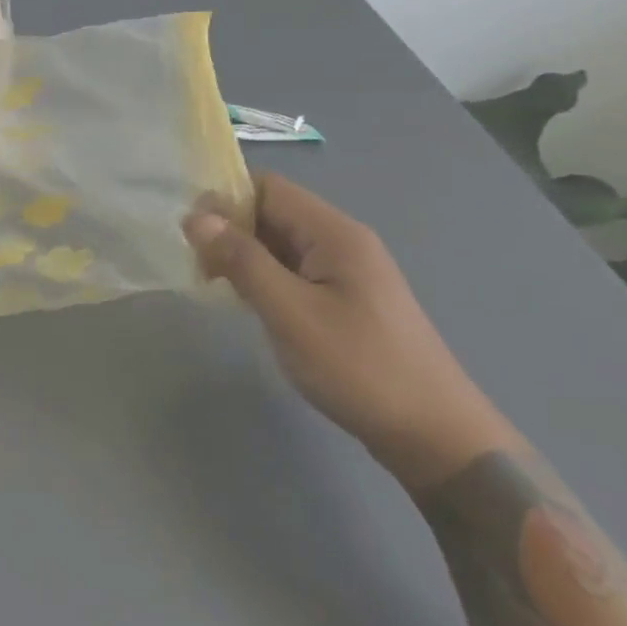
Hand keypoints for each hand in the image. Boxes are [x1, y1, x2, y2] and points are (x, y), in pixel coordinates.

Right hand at [183, 174, 517, 490]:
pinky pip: (292, 270)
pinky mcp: (344, 300)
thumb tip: (196, 217)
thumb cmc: (359, 367)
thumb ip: (242, 260)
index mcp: (334, 233)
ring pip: (279, 243)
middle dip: (229, 229)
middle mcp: (342, 241)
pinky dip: (262, 277)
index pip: (268, 187)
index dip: (224, 199)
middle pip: (272, 212)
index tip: (190, 232)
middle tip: (196, 264)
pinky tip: (245, 302)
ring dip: (243, 255)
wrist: (436, 438)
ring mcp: (346, 272)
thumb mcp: (290, 312)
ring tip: (213, 284)